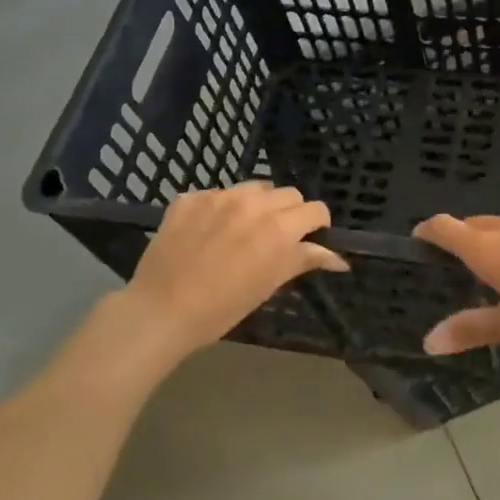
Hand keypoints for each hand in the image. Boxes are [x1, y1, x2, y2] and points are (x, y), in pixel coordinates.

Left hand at [111, 184, 347, 364]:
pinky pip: (217, 194)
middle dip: (289, 212)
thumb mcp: (269, 285)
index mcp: (278, 227)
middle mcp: (252, 203)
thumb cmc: (222, 307)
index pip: (315, 209)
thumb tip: (339, 258)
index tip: (310, 239)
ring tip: (243, 230)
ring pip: (253, 188)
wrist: (160, 310)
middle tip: (276, 238)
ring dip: (257, 205)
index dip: (317, 224)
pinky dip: (221, 208)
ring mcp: (218, 196)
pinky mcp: (189, 198)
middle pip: (287, 194)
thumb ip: (304, 261)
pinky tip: (209, 232)